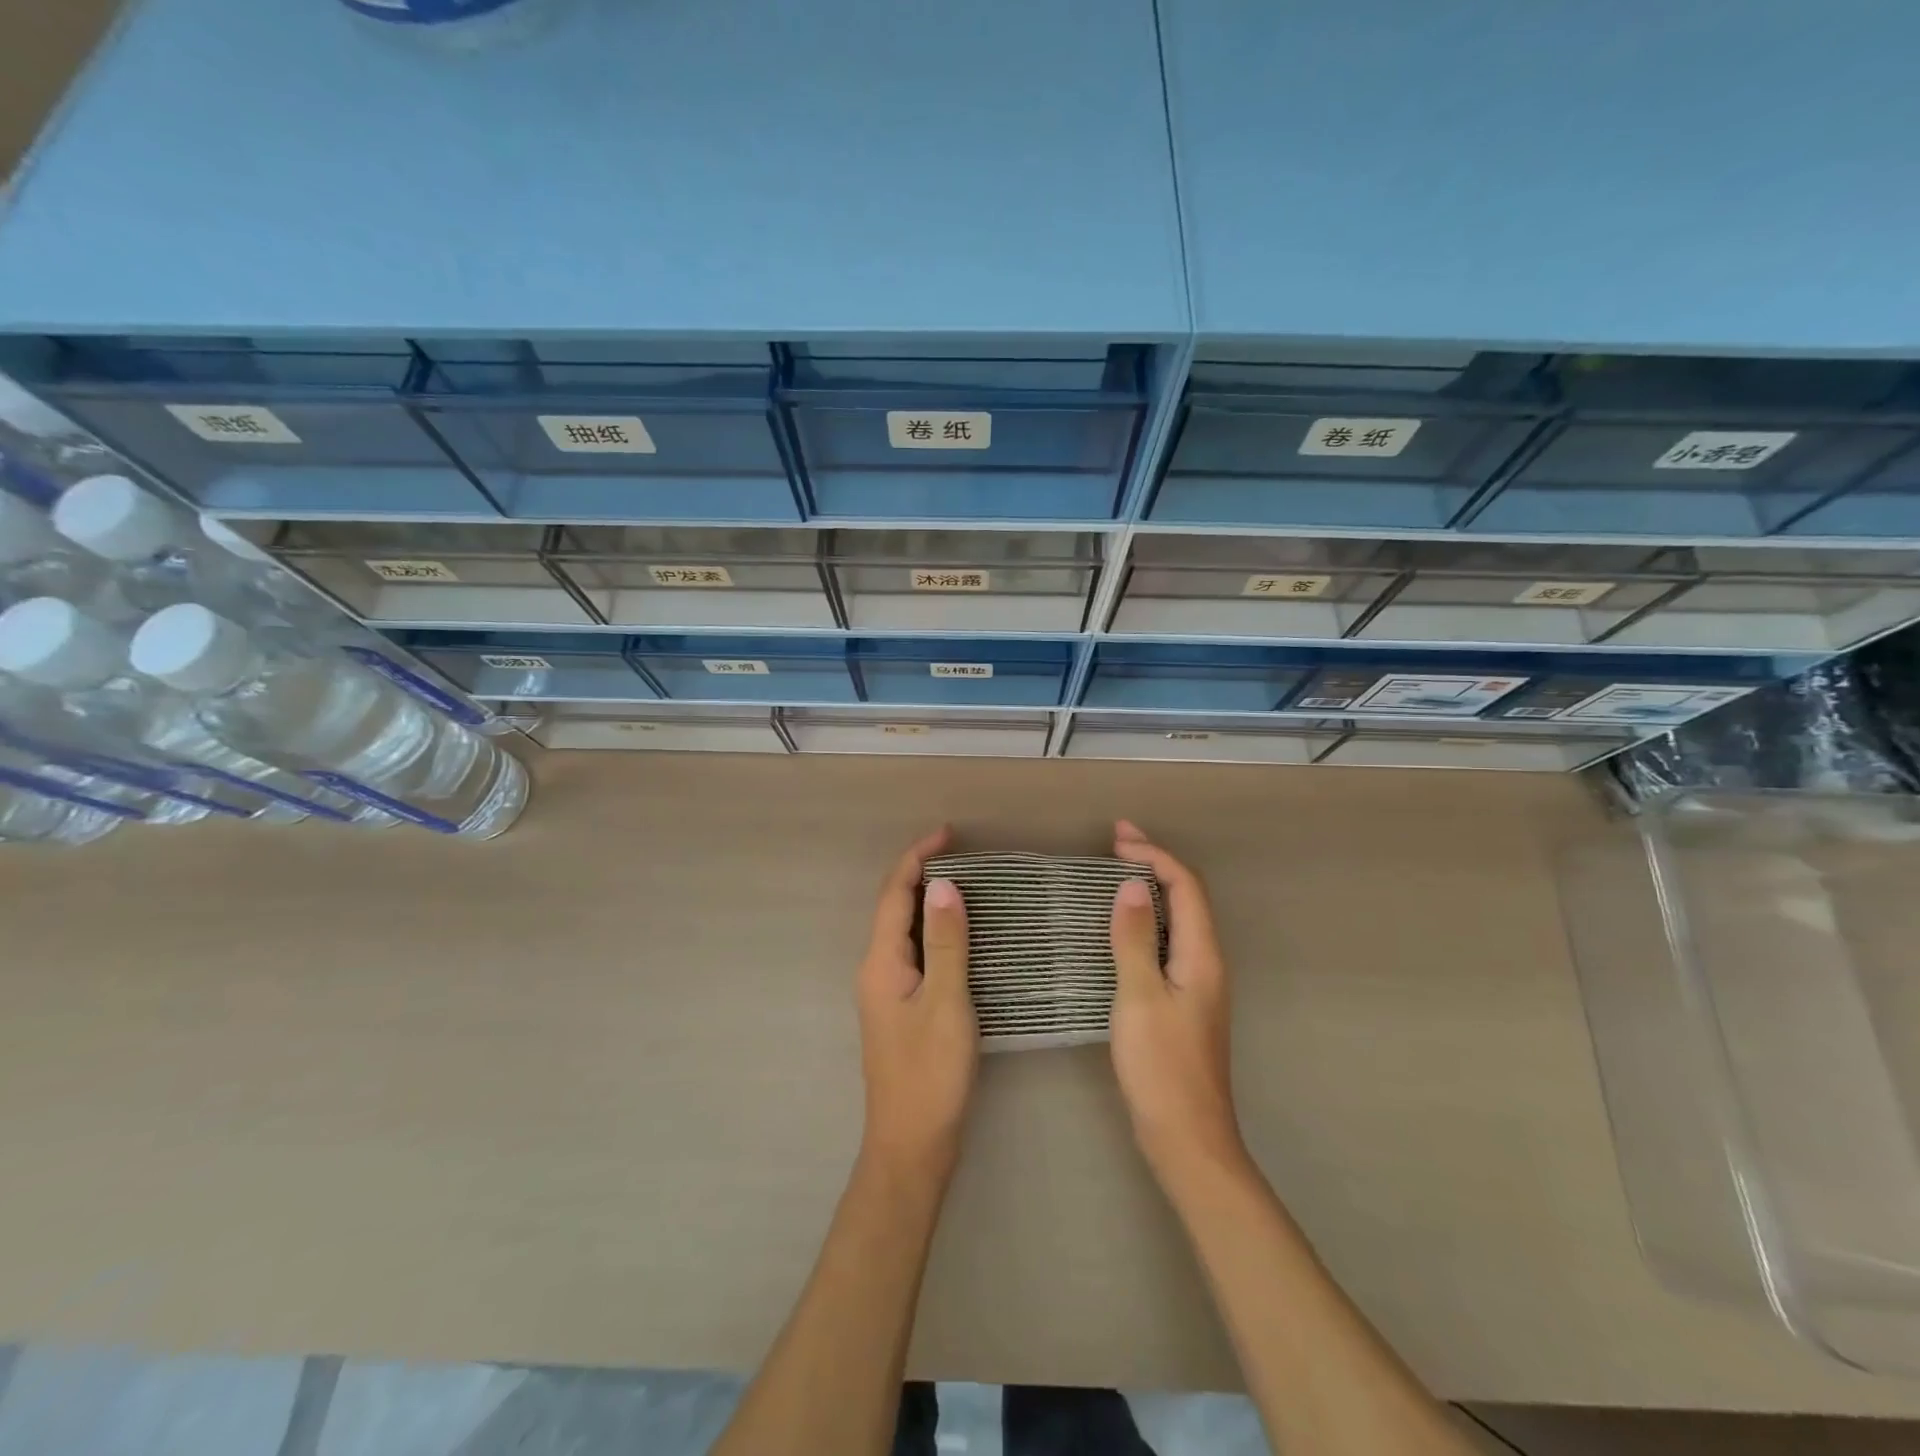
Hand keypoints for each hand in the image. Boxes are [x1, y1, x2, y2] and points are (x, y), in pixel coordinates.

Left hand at [856, 827, 978, 1185]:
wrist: (912, 1146)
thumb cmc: (930, 1074)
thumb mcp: (946, 1003)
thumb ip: (946, 943)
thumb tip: (944, 885)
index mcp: (881, 962)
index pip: (894, 893)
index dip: (917, 856)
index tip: (949, 833)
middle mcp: (876, 969)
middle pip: (894, 906)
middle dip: (922, 872)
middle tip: (965, 853)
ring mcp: (887, 990)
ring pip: (904, 930)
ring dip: (928, 900)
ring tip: (968, 882)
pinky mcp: (901, 1008)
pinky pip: (915, 952)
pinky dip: (935, 931)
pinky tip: (962, 934)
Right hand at [1109, 819, 1245, 1184]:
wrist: (1187, 1138)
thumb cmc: (1161, 1067)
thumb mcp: (1140, 997)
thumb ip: (1135, 939)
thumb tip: (1130, 886)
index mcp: (1202, 956)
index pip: (1185, 887)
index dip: (1155, 855)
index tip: (1117, 839)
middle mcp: (1207, 962)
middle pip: (1187, 897)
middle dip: (1154, 863)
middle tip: (1115, 843)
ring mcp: (1197, 984)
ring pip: (1178, 919)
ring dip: (1150, 889)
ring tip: (1114, 874)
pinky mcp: (1184, 1002)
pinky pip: (1168, 942)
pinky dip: (1146, 920)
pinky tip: (1121, 928)